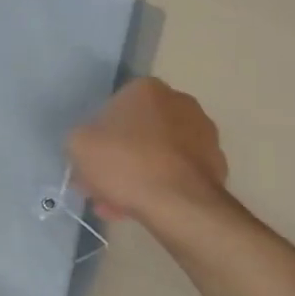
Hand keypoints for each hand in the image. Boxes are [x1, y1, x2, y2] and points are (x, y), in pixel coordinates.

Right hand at [67, 77, 227, 225]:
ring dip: (136, 174)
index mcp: (146, 88)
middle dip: (117, 158)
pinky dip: (160, 185)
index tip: (88, 163)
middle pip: (136, 132)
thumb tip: (89, 144)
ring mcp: (202, 132)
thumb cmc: (125, 163)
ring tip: (118, 204)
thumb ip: (79, 138)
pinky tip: (143, 207)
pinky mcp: (215, 162)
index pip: (112, 109)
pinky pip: (176, 172)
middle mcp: (179, 101)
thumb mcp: (79, 145)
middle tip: (101, 185)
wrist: (179, 202)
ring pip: (156, 154)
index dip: (96, 139)